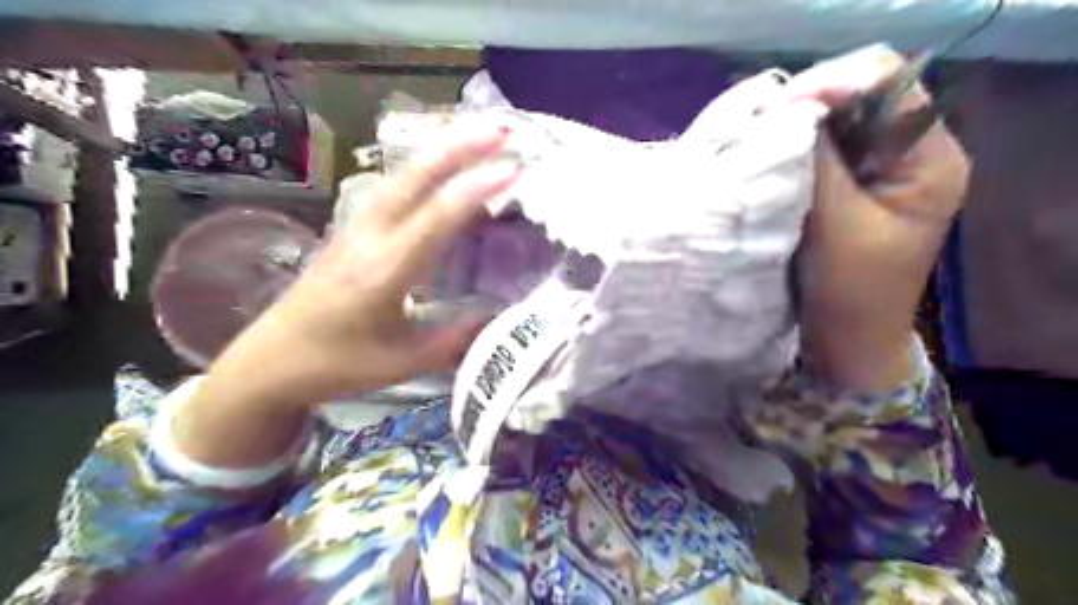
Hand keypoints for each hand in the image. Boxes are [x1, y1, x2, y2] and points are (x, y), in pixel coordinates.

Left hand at [173, 126, 517, 468]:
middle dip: (459, 147)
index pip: (435, 219)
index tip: (515, 170)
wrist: (270, 359)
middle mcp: (368, 238)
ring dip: (441, 150)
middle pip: (413, 179)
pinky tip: (443, 164)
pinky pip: (393, 188)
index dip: (476, 192)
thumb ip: (454, 341)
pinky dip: (424, 168)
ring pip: (401, 176)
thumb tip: (500, 318)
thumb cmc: (336, 365)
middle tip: (503, 129)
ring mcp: (355, 228)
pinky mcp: (351, 229)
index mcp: (383, 273)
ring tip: (479, 134)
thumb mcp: (402, 362)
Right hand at [790, 51, 969, 392]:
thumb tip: (790, 111)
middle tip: (761, 123)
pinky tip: (770, 158)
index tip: (778, 109)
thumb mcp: (837, 225)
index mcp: (930, 158)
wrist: (847, 341)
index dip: (832, 84)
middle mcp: (910, 152)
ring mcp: (878, 170)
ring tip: (759, 138)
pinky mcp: (850, 187)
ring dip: (798, 127)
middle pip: (861, 98)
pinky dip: (795, 149)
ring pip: (837, 123)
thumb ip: (820, 164)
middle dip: (809, 104)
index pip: (887, 85)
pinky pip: (822, 150)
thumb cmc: (851, 292)